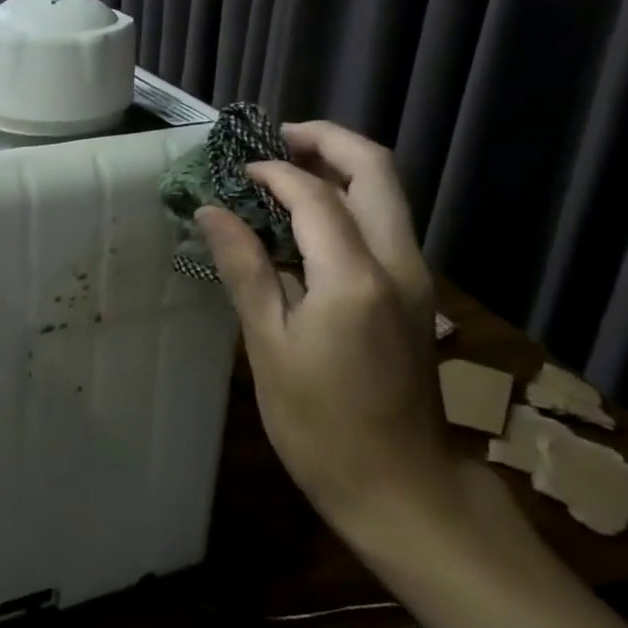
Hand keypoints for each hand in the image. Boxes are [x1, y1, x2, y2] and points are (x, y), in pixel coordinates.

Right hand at [197, 121, 455, 538]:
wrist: (401, 486)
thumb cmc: (320, 424)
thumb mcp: (268, 346)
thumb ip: (244, 268)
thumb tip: (213, 211)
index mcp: (355, 276)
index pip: (314, 193)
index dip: (272, 171)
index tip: (234, 172)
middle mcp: (397, 261)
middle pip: (375, 168)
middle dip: (325, 141)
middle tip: (274, 141)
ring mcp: (415, 275)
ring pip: (387, 191)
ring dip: (340, 167)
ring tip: (284, 172)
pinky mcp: (414, 291)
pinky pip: (385, 221)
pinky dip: (349, 200)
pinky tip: (305, 220)